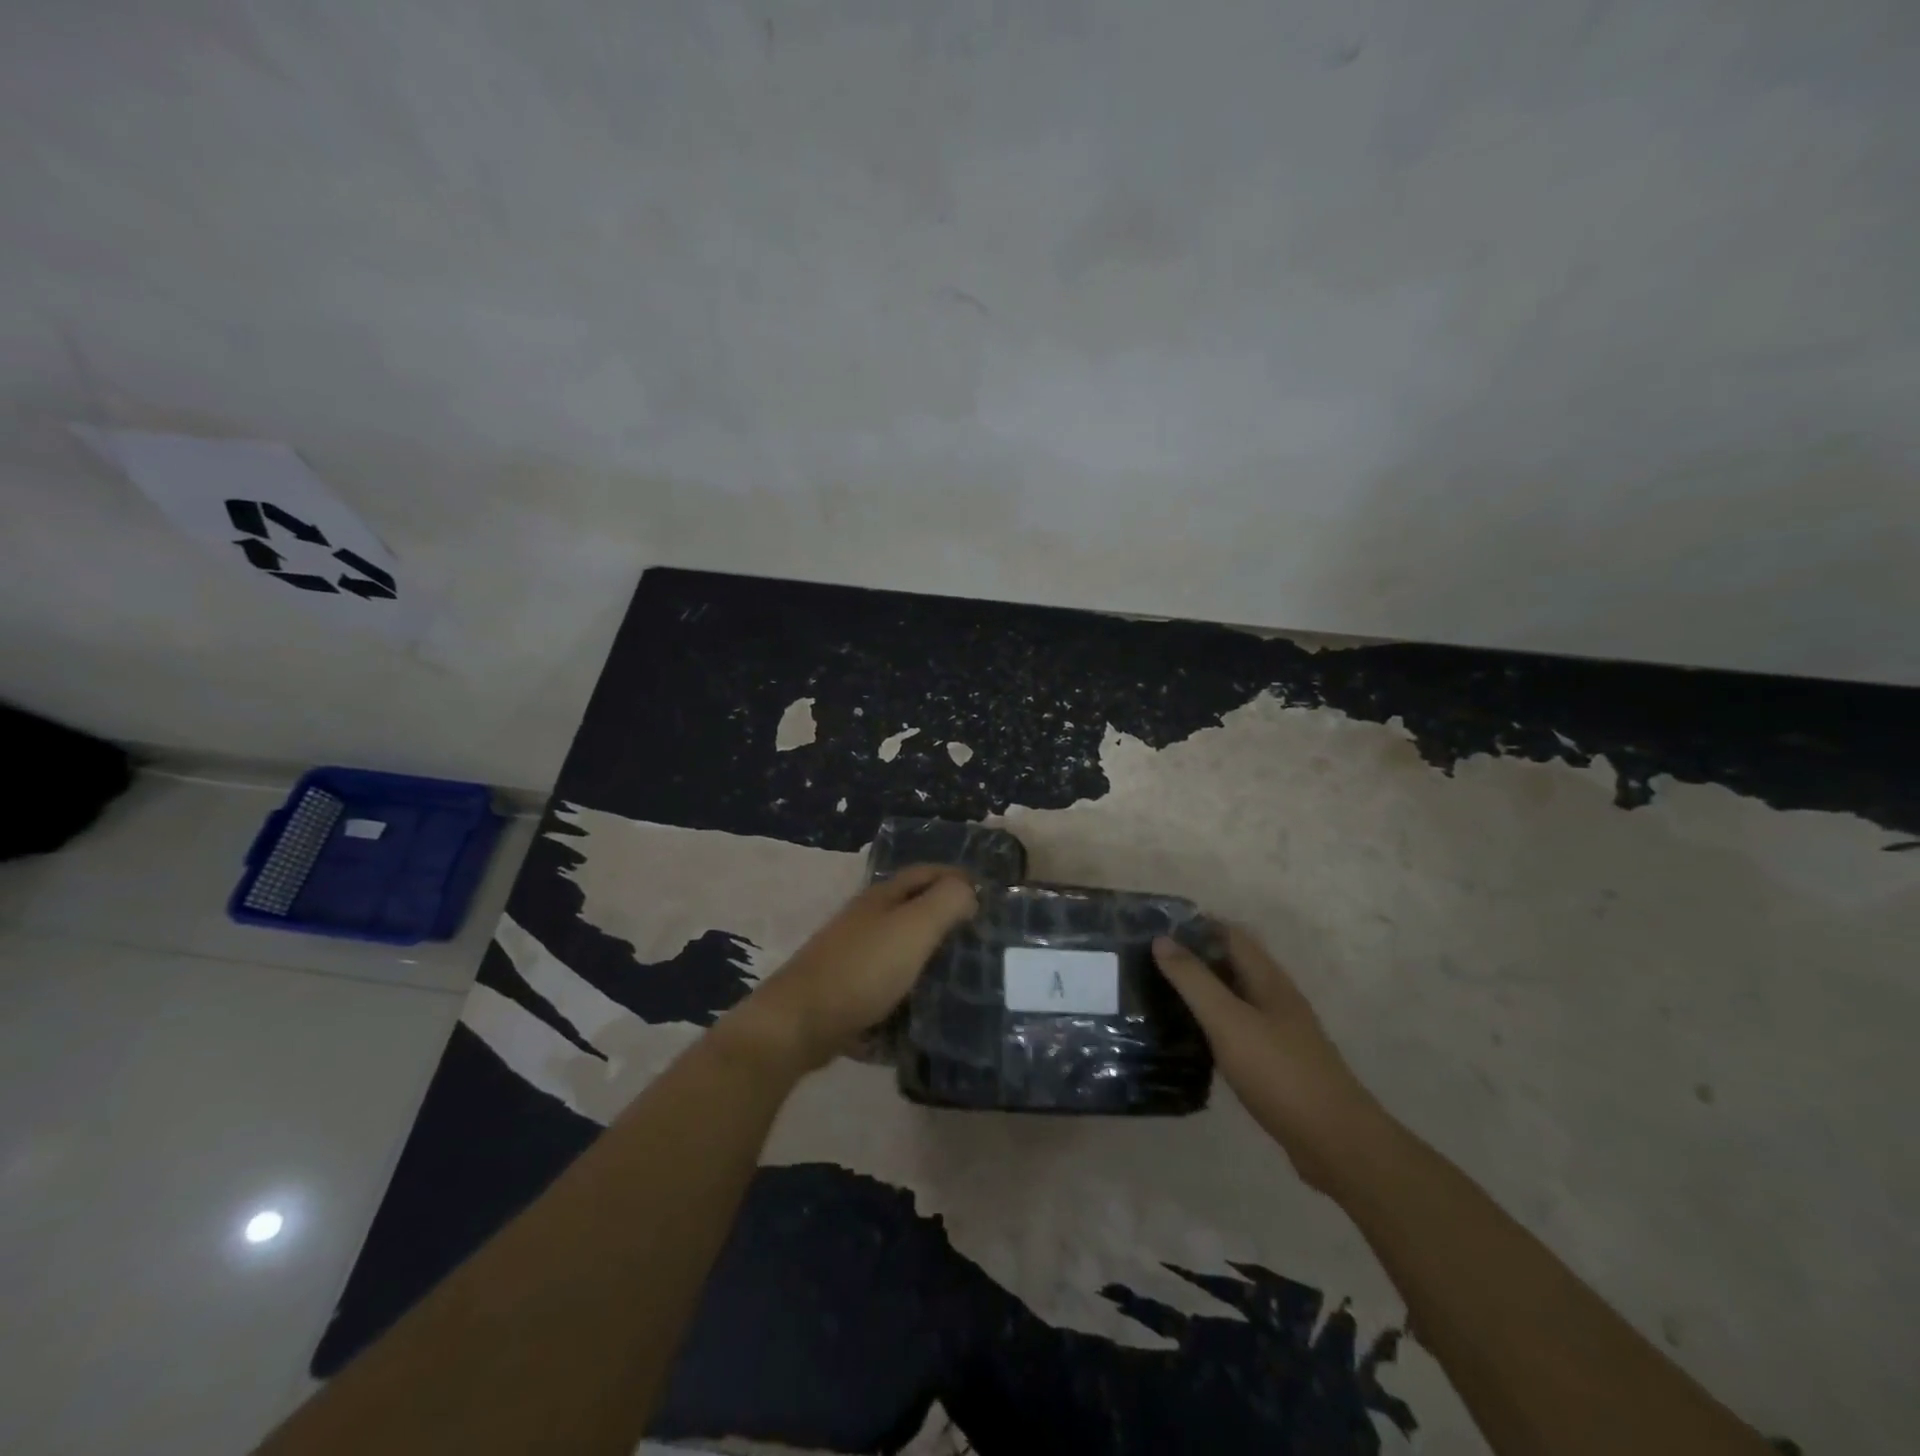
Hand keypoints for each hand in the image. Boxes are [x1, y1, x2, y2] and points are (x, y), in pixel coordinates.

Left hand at [722, 865, 977, 1074]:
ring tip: (962, 975)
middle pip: (913, 908)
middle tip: (981, 938)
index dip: (957, 877)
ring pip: (901, 947)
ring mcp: (853, 954)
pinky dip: (909, 988)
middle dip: (946, 917)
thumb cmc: (863, 969)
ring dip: (929, 955)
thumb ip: (946, 902)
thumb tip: (968, 891)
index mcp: (883, 897)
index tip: (989, 897)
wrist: (800, 1022)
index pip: (927, 872)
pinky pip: (888, 982)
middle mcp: (866, 918)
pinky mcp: (847, 989)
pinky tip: (926, 1007)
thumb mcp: (913, 928)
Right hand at [1153, 927, 1385, 1191]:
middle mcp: (1276, 999)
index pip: (1230, 934)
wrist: (1336, 1143)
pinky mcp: (1277, 1063)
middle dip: (1195, 956)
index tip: (1156, 928)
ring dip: (1203, 990)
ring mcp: (1280, 1033)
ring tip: (1160, 995)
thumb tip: (1161, 939)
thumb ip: (1194, 980)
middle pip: (1233, 963)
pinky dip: (1213, 1023)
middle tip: (1149, 962)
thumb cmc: (1279, 1073)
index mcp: (1268, 980)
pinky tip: (1190, 1038)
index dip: (1196, 925)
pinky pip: (1238, 1029)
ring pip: (1235, 997)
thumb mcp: (1228, 1021)